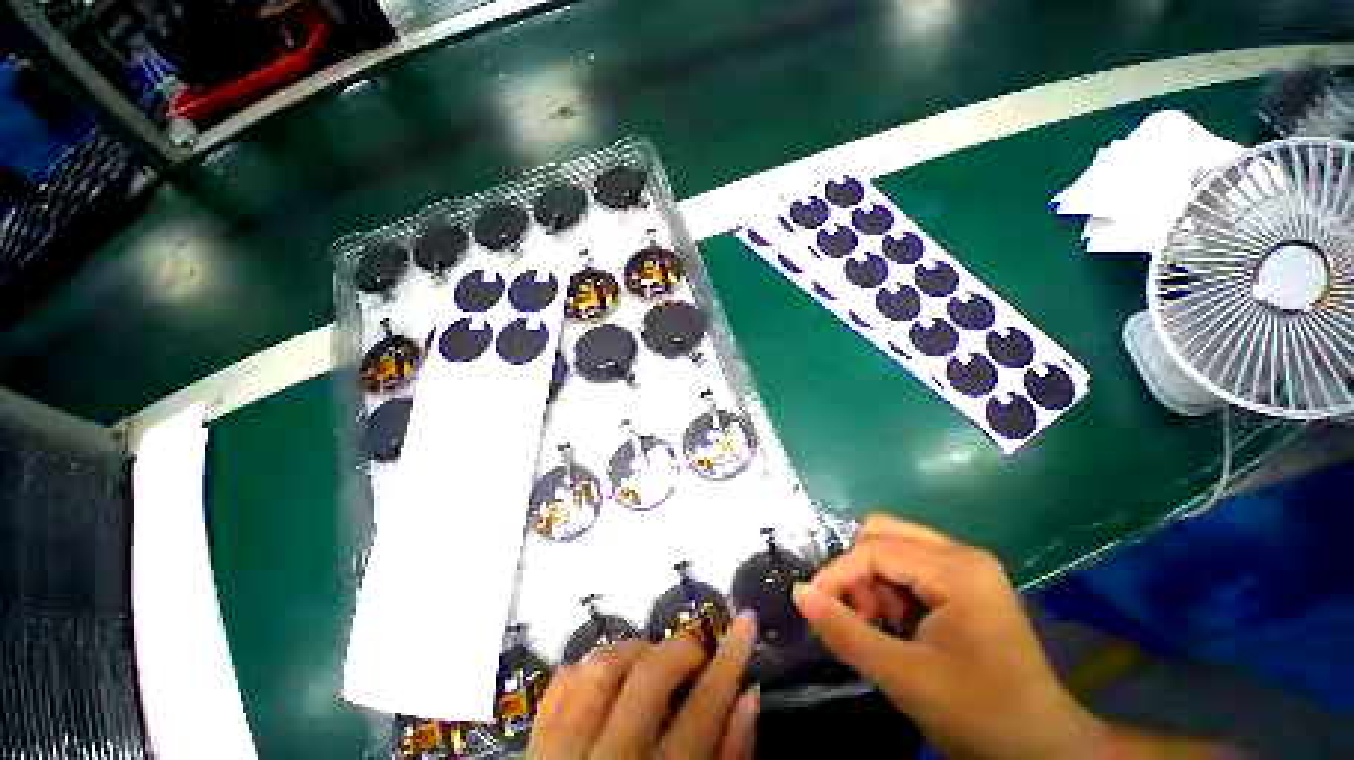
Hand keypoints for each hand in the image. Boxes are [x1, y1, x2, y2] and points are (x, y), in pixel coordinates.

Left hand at [527, 612, 759, 759]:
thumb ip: (729, 757)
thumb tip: (748, 694)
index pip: (705, 708)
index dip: (731, 657)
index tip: (746, 621)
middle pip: (648, 677)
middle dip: (680, 651)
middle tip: (695, 658)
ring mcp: (564, 752)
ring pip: (602, 667)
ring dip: (635, 652)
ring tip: (653, 664)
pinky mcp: (535, 745)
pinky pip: (562, 682)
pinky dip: (591, 667)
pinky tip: (610, 679)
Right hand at [793, 514, 1105, 759]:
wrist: (1043, 750)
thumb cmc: (979, 715)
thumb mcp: (904, 678)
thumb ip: (845, 632)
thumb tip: (799, 592)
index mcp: (956, 569)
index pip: (875, 550)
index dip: (838, 573)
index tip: (812, 602)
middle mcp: (961, 555)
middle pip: (884, 534)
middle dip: (857, 570)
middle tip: (853, 612)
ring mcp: (967, 569)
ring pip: (894, 548)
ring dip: (872, 581)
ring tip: (874, 624)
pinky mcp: (966, 585)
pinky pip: (911, 568)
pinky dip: (890, 590)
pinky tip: (895, 625)